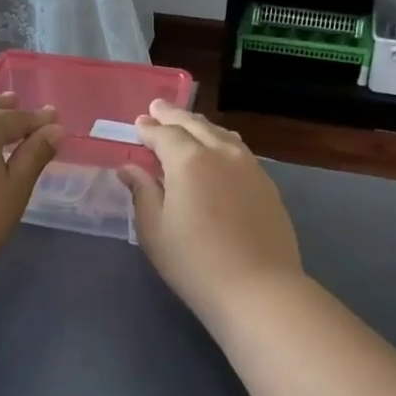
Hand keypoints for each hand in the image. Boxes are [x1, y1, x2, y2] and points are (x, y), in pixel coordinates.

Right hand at [120, 101, 303, 322]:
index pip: (164, 134)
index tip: (138, 123)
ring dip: (199, 125)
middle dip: (173, 116)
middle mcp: (221, 153)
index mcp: (188, 161)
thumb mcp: (155, 231)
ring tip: (187, 124)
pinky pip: (239, 149)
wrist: (259, 288)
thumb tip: (129, 168)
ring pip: (221, 133)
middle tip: (158, 107)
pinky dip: (222, 141)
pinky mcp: (267, 183)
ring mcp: (249, 166)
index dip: (149, 128)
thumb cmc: (195, 263)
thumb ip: (142, 193)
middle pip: (194, 125)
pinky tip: (220, 148)